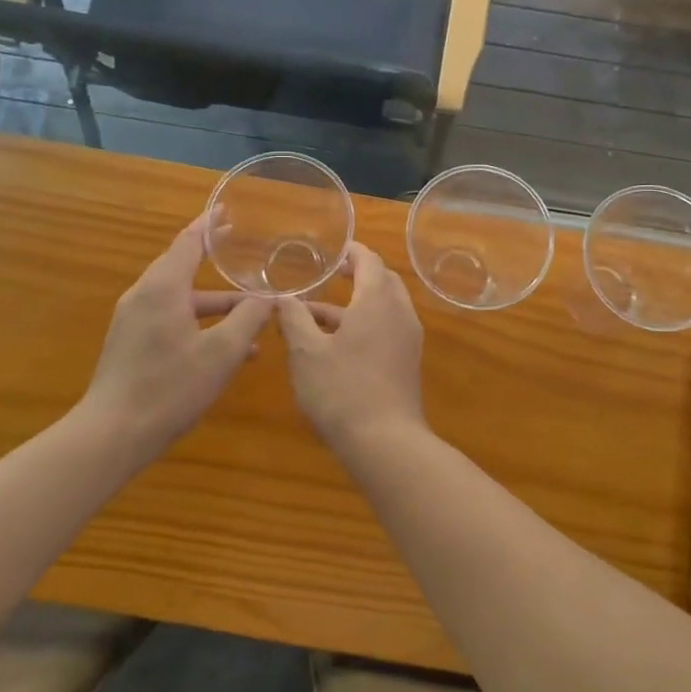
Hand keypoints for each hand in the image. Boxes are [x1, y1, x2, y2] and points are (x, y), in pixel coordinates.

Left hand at [79, 216, 271, 460]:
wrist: (111, 435)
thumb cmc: (169, 387)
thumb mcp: (221, 353)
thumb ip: (249, 319)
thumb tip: (269, 297)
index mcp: (162, 288)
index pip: (188, 242)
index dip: (209, 225)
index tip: (226, 210)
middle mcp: (144, 296)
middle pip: (180, 266)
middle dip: (211, 257)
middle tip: (238, 245)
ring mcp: (134, 321)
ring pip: (180, 298)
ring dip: (214, 302)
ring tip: (251, 311)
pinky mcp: (132, 344)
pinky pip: (171, 319)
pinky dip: (199, 322)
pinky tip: (228, 348)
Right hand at [276, 243, 424, 448]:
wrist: (385, 442)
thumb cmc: (342, 390)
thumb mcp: (306, 353)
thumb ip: (294, 319)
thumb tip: (282, 297)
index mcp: (377, 300)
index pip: (369, 260)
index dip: (350, 251)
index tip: (331, 249)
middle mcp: (399, 312)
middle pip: (382, 280)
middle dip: (357, 273)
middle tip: (329, 272)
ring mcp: (408, 338)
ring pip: (384, 306)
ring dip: (356, 302)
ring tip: (316, 312)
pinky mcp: (407, 361)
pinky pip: (387, 327)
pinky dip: (364, 322)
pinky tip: (335, 342)